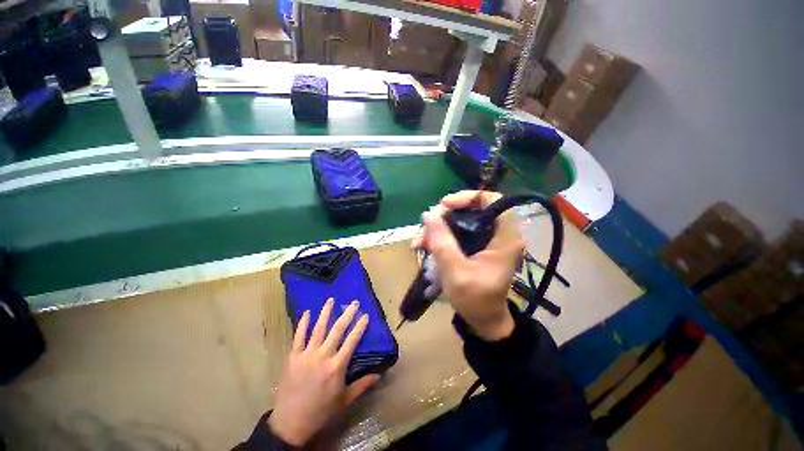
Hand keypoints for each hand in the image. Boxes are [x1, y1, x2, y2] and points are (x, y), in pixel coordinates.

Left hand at [268, 298, 379, 445]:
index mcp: (337, 366)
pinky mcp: (293, 357)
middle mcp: (323, 356)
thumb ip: (362, 385)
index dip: (360, 326)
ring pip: (318, 329)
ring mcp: (307, 355)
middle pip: (337, 330)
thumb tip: (379, 374)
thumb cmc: (321, 411)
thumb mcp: (345, 400)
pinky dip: (303, 324)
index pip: (352, 341)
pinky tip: (307, 312)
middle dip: (347, 314)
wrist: (290, 423)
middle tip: (353, 302)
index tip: (365, 315)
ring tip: (331, 300)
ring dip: (325, 313)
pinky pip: (298, 337)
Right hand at [414, 191, 523, 340]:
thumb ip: (442, 243)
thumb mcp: (456, 272)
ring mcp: (487, 239)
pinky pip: (457, 233)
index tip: (444, 206)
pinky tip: (424, 246)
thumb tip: (429, 214)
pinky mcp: (477, 246)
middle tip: (426, 226)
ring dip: (438, 228)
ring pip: (460, 221)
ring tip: (419, 242)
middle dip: (445, 216)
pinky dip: (440, 237)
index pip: (492, 200)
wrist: (483, 320)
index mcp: (505, 237)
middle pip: (472, 209)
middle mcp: (499, 233)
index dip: (467, 198)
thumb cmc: (475, 300)